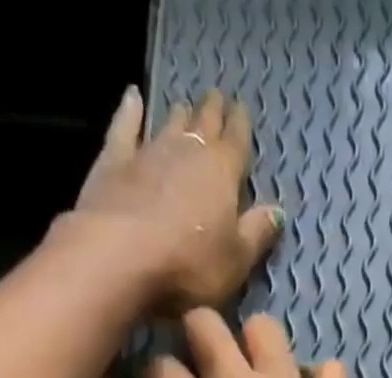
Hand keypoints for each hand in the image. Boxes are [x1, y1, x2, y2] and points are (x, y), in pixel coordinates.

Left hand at [70, 87, 283, 311]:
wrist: (121, 257)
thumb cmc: (190, 265)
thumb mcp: (236, 259)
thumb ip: (257, 233)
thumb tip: (277, 211)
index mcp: (222, 173)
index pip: (237, 142)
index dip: (241, 126)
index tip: (242, 110)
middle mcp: (187, 151)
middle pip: (204, 124)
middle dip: (212, 111)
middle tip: (217, 97)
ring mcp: (148, 152)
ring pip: (169, 124)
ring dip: (179, 114)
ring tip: (185, 105)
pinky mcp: (114, 161)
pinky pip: (125, 128)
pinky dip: (130, 111)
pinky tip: (133, 97)